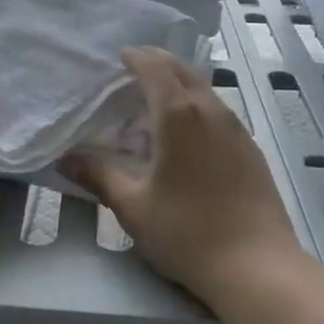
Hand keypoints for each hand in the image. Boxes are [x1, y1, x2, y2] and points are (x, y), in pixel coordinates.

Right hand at [64, 47, 302, 308]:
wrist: (258, 268)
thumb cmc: (187, 232)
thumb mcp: (133, 206)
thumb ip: (98, 175)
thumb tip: (65, 159)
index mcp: (178, 114)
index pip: (155, 68)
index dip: (136, 57)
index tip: (120, 55)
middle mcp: (210, 110)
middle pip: (183, 69)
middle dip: (158, 61)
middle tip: (134, 66)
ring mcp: (236, 128)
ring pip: (204, 88)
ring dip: (179, 82)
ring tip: (156, 98)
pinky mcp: (251, 149)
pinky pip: (218, 110)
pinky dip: (197, 104)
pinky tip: (188, 132)